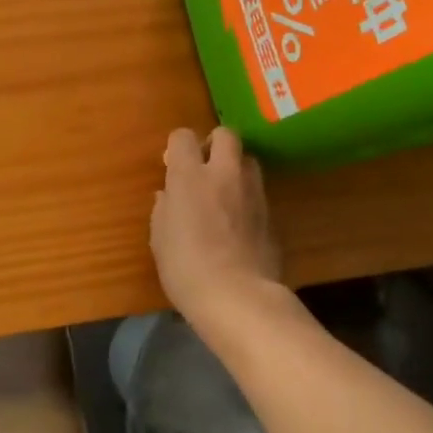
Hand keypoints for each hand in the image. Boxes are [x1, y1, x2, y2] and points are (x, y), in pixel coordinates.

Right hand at [150, 127, 284, 328]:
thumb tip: (168, 196)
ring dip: (235, 168)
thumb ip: (164, 209)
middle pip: (226, 135)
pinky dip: (247, 198)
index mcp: (190, 176)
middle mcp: (224, 174)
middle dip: (214, 144)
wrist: (238, 297)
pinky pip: (258, 193)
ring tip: (224, 192)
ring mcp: (253, 192)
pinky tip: (238, 223)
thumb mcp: (160, 239)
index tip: (172, 165)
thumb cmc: (186, 268)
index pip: (183, 137)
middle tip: (204, 167)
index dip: (177, 146)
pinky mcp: (272, 214)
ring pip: (249, 161)